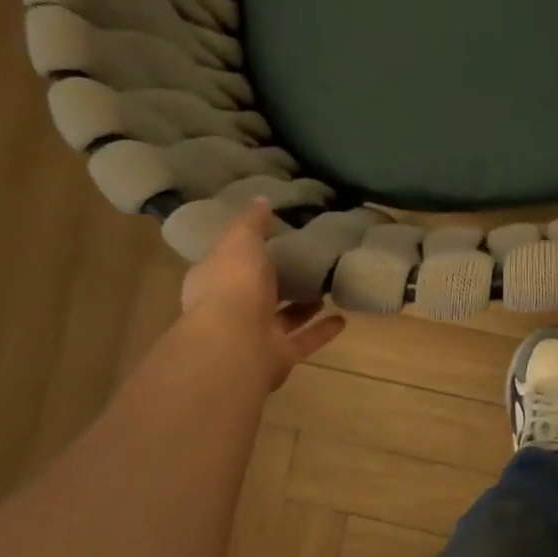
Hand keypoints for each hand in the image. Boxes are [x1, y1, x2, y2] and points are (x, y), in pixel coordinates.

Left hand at [178, 200, 345, 390]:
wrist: (234, 345)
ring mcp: (253, 336)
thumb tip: (261, 199)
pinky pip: (303, 340)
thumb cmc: (232, 285)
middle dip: (277, 279)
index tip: (272, 237)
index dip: (246, 250)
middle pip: (256, 292)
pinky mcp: (278, 356)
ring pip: (282, 318)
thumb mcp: (240, 240)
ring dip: (303, 306)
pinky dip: (322, 330)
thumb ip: (252, 222)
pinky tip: (343, 318)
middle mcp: (230, 310)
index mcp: (213, 280)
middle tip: (305, 261)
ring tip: (327, 286)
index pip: (228, 261)